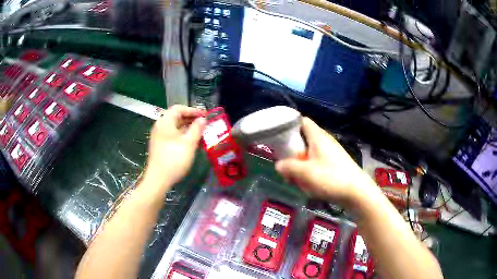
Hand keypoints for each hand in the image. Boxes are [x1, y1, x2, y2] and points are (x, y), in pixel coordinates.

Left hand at [141, 105, 205, 195]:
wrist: (158, 179)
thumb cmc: (174, 159)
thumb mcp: (189, 143)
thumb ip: (197, 129)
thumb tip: (202, 119)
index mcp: (165, 122)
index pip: (179, 108)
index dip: (193, 110)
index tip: (205, 115)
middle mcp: (160, 126)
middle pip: (176, 116)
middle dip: (191, 118)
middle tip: (204, 123)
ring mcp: (159, 136)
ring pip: (175, 126)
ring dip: (188, 127)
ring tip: (201, 132)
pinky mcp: (160, 145)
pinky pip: (172, 134)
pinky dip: (182, 134)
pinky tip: (191, 141)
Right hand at [275, 117, 375, 205]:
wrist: (357, 192)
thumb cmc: (331, 178)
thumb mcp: (305, 173)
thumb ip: (288, 167)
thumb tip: (278, 165)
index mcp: (318, 137)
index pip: (302, 121)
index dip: (289, 126)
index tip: (279, 138)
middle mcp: (325, 141)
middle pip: (304, 139)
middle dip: (292, 152)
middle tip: (285, 165)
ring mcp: (331, 153)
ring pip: (310, 153)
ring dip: (300, 164)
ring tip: (296, 179)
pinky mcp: (335, 164)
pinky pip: (317, 162)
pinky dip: (310, 170)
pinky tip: (309, 184)